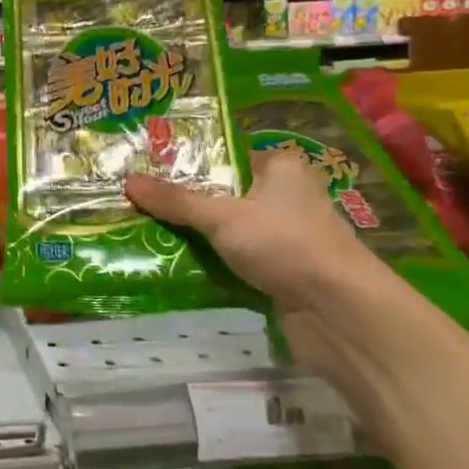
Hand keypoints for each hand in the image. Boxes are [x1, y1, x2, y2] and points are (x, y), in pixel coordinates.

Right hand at [125, 150, 384, 373]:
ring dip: (194, 235)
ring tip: (144, 229)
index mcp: (280, 168)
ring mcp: (284, 237)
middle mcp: (284, 196)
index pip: (224, 155)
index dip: (186, 161)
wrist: (340, 314)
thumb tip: (127, 181)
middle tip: (136, 199)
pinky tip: (173, 262)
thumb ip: (175, 200)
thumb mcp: (222, 216)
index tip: (145, 167)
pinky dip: (210, 262)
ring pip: (227, 229)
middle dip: (183, 200)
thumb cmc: (285, 244)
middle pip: (222, 193)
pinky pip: (234, 259)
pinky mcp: (281, 271)